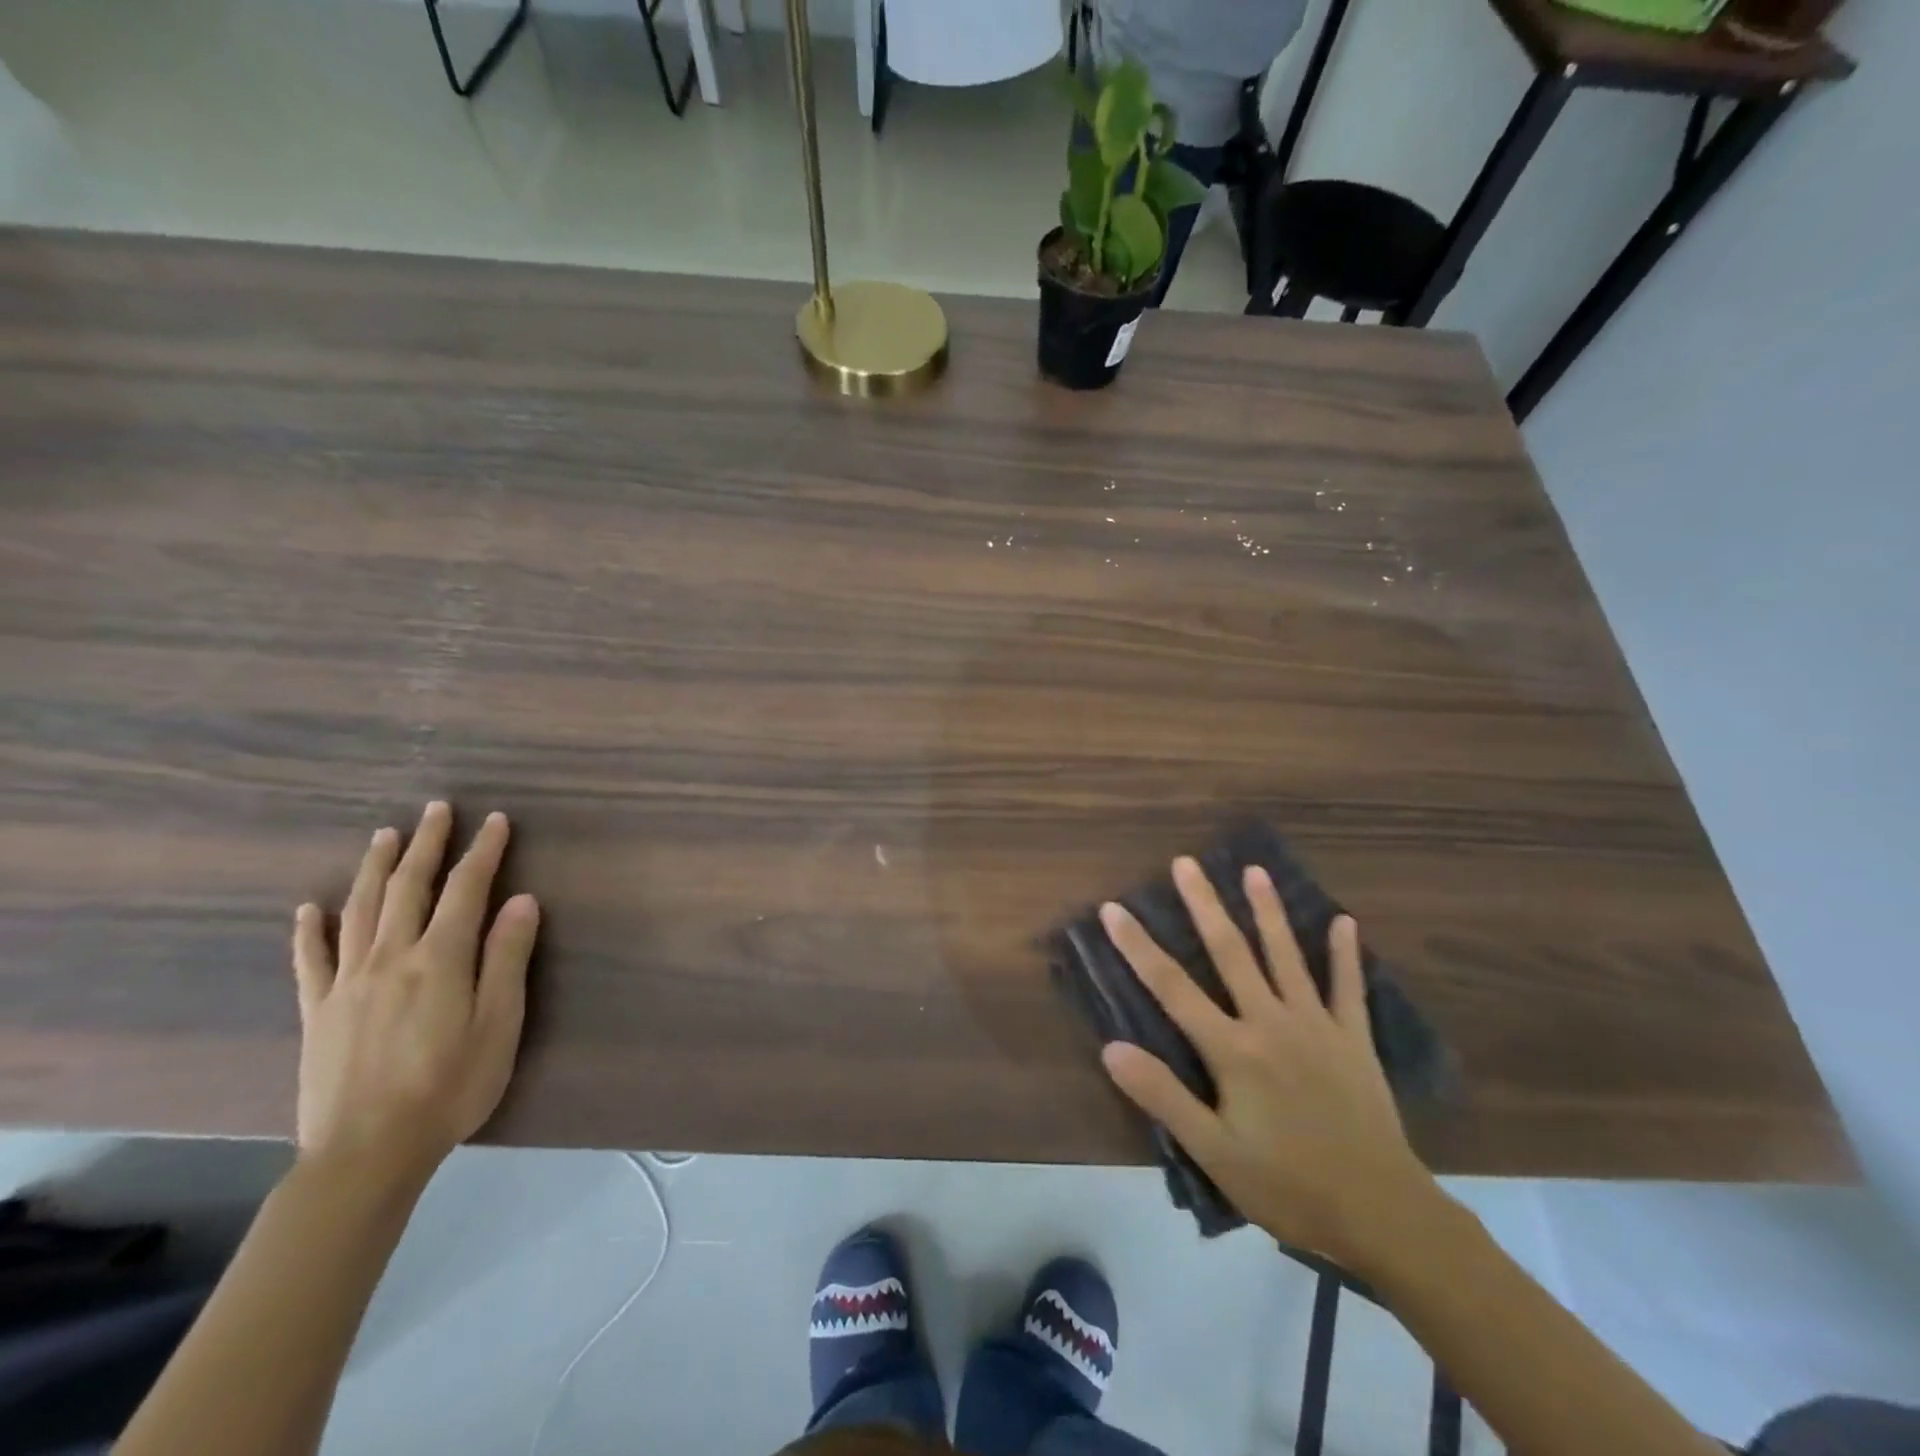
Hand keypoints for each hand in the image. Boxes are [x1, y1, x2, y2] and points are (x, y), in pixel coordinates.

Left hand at [292, 802, 539, 1186]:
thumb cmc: (451, 1085)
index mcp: (441, 958)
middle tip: (437, 809)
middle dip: (427, 844)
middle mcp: (391, 957)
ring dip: (374, 868)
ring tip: (385, 836)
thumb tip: (521, 900)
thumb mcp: (500, 1022)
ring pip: (360, 910)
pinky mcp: (318, 1011)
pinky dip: (309, 929)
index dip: (483, 851)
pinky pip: (310, 960)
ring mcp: (348, 983)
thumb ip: (508, 957)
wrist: (367, 1151)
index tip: (495, 820)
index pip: (467, 889)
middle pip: (409, 887)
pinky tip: (309, 908)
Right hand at [1099, 858, 1434, 1267]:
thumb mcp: (1214, 1151)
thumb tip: (1111, 1048)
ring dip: (1268, 911)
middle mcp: (1271, 1022)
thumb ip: (1163, 1096)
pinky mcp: (1354, 1039)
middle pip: (1230, 952)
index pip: (1172, 986)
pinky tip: (1346, 922)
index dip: (1138, 946)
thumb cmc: (1287, 1185)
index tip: (1113, 909)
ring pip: (1285, 956)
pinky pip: (1348, 988)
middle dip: (1204, 905)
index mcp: (1233, 1049)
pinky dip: (1345, 955)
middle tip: (1186, 862)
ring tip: (1255, 870)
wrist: (1382, 1213)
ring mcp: (1316, 1025)